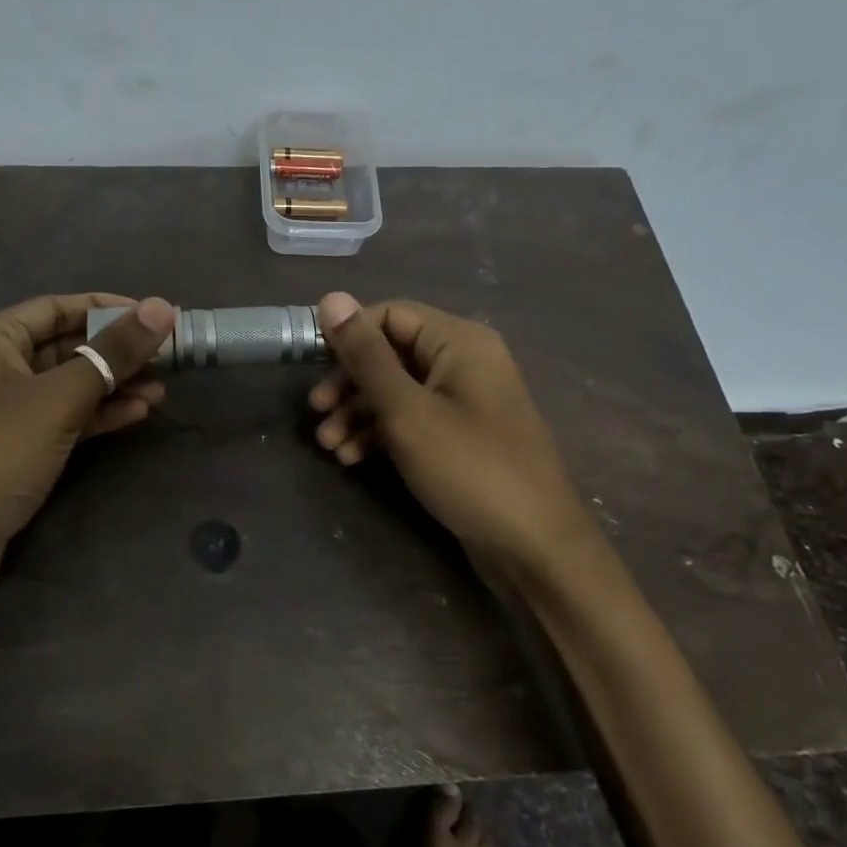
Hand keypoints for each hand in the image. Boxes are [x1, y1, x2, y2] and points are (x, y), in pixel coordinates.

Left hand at [0, 293, 176, 573]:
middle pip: (64, 345)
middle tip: (168, 357)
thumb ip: (112, 353)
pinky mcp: (12, 450)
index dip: (108, 309)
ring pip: (66, 385)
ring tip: (162, 390)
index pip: (57, 307)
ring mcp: (0, 412)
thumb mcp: (56, 399)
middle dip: (115, 352)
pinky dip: (96, 414)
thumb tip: (162, 307)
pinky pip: (61, 419)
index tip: (157, 316)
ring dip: (112, 385)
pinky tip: (135, 414)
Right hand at [308, 293, 595, 572]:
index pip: (389, 314)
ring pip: (398, 390)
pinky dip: (381, 432)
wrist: (536, 549)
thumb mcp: (407, 411)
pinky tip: (352, 458)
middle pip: (391, 353)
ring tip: (328, 446)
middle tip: (317, 412)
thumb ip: (366, 356)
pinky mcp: (461, 435)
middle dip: (349, 382)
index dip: (347, 336)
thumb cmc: (470, 468)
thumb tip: (331, 297)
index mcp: (459, 341)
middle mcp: (464, 360)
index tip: (311, 367)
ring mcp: (465, 400)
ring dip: (359, 412)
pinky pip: (413, 418)